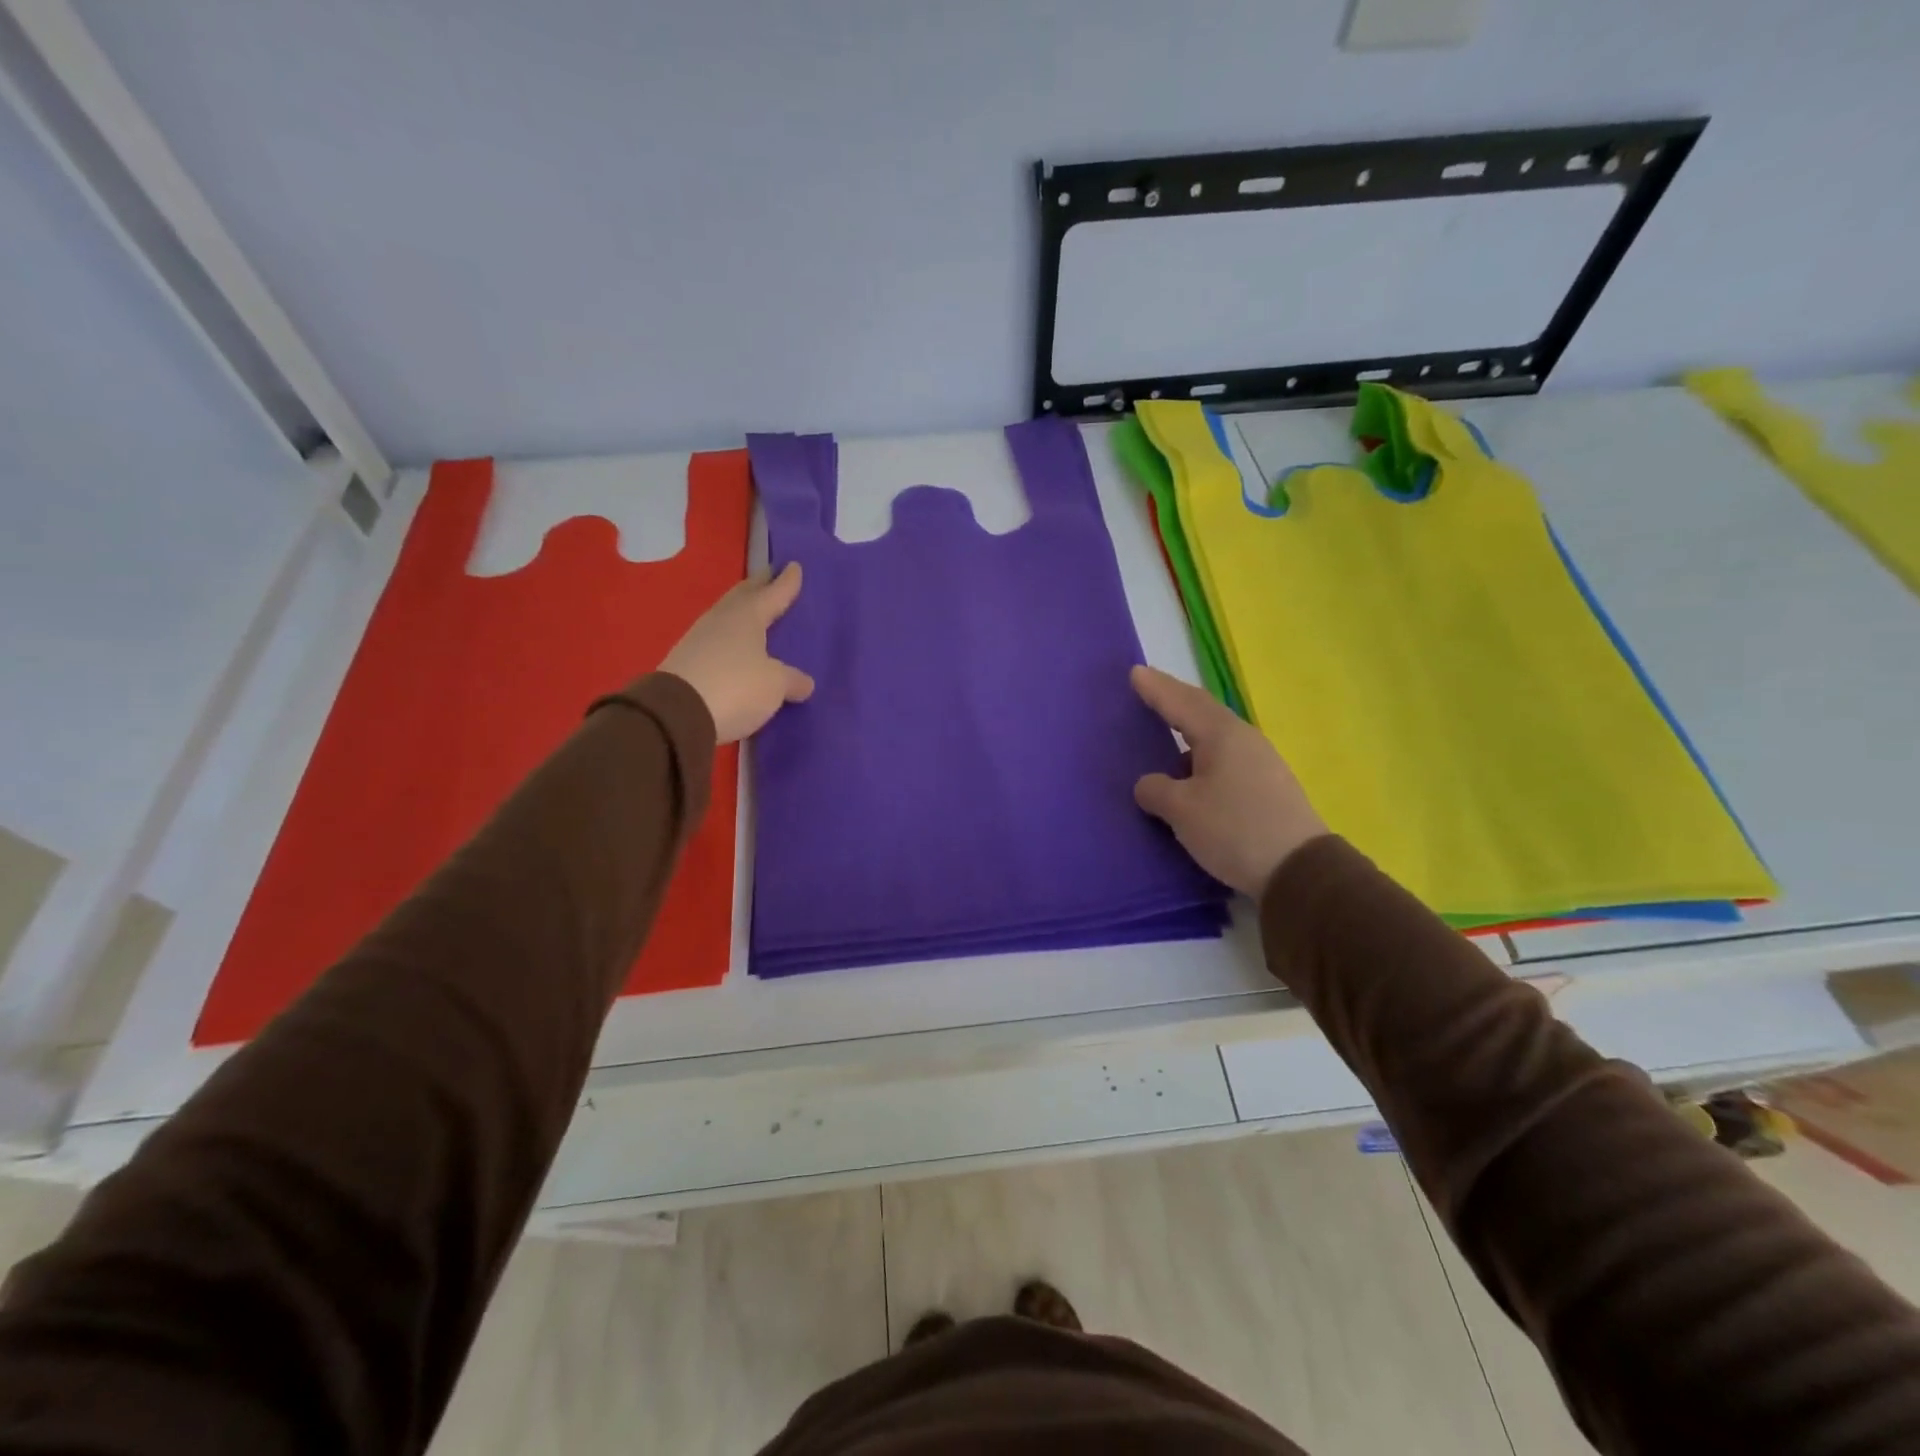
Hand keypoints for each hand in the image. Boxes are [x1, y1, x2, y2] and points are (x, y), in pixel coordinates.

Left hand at [661, 563, 814, 743]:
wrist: (676, 714)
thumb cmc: (735, 687)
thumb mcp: (774, 686)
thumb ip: (792, 680)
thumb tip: (804, 682)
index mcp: (747, 617)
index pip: (773, 593)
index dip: (786, 582)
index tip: (794, 565)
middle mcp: (722, 620)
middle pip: (743, 597)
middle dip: (758, 586)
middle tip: (769, 576)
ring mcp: (699, 640)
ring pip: (727, 617)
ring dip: (741, 611)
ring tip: (754, 611)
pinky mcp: (686, 662)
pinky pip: (716, 641)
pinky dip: (729, 638)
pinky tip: (734, 646)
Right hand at [1131, 665, 1327, 896]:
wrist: (1299, 871)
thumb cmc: (1234, 830)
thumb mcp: (1182, 811)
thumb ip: (1156, 790)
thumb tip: (1149, 784)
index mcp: (1221, 736)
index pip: (1181, 703)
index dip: (1156, 689)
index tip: (1134, 672)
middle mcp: (1243, 739)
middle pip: (1202, 710)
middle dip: (1173, 698)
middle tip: (1148, 688)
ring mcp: (1260, 762)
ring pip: (1215, 734)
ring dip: (1188, 726)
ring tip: (1167, 727)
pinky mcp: (1266, 786)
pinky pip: (1224, 756)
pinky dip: (1200, 752)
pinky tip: (1191, 768)